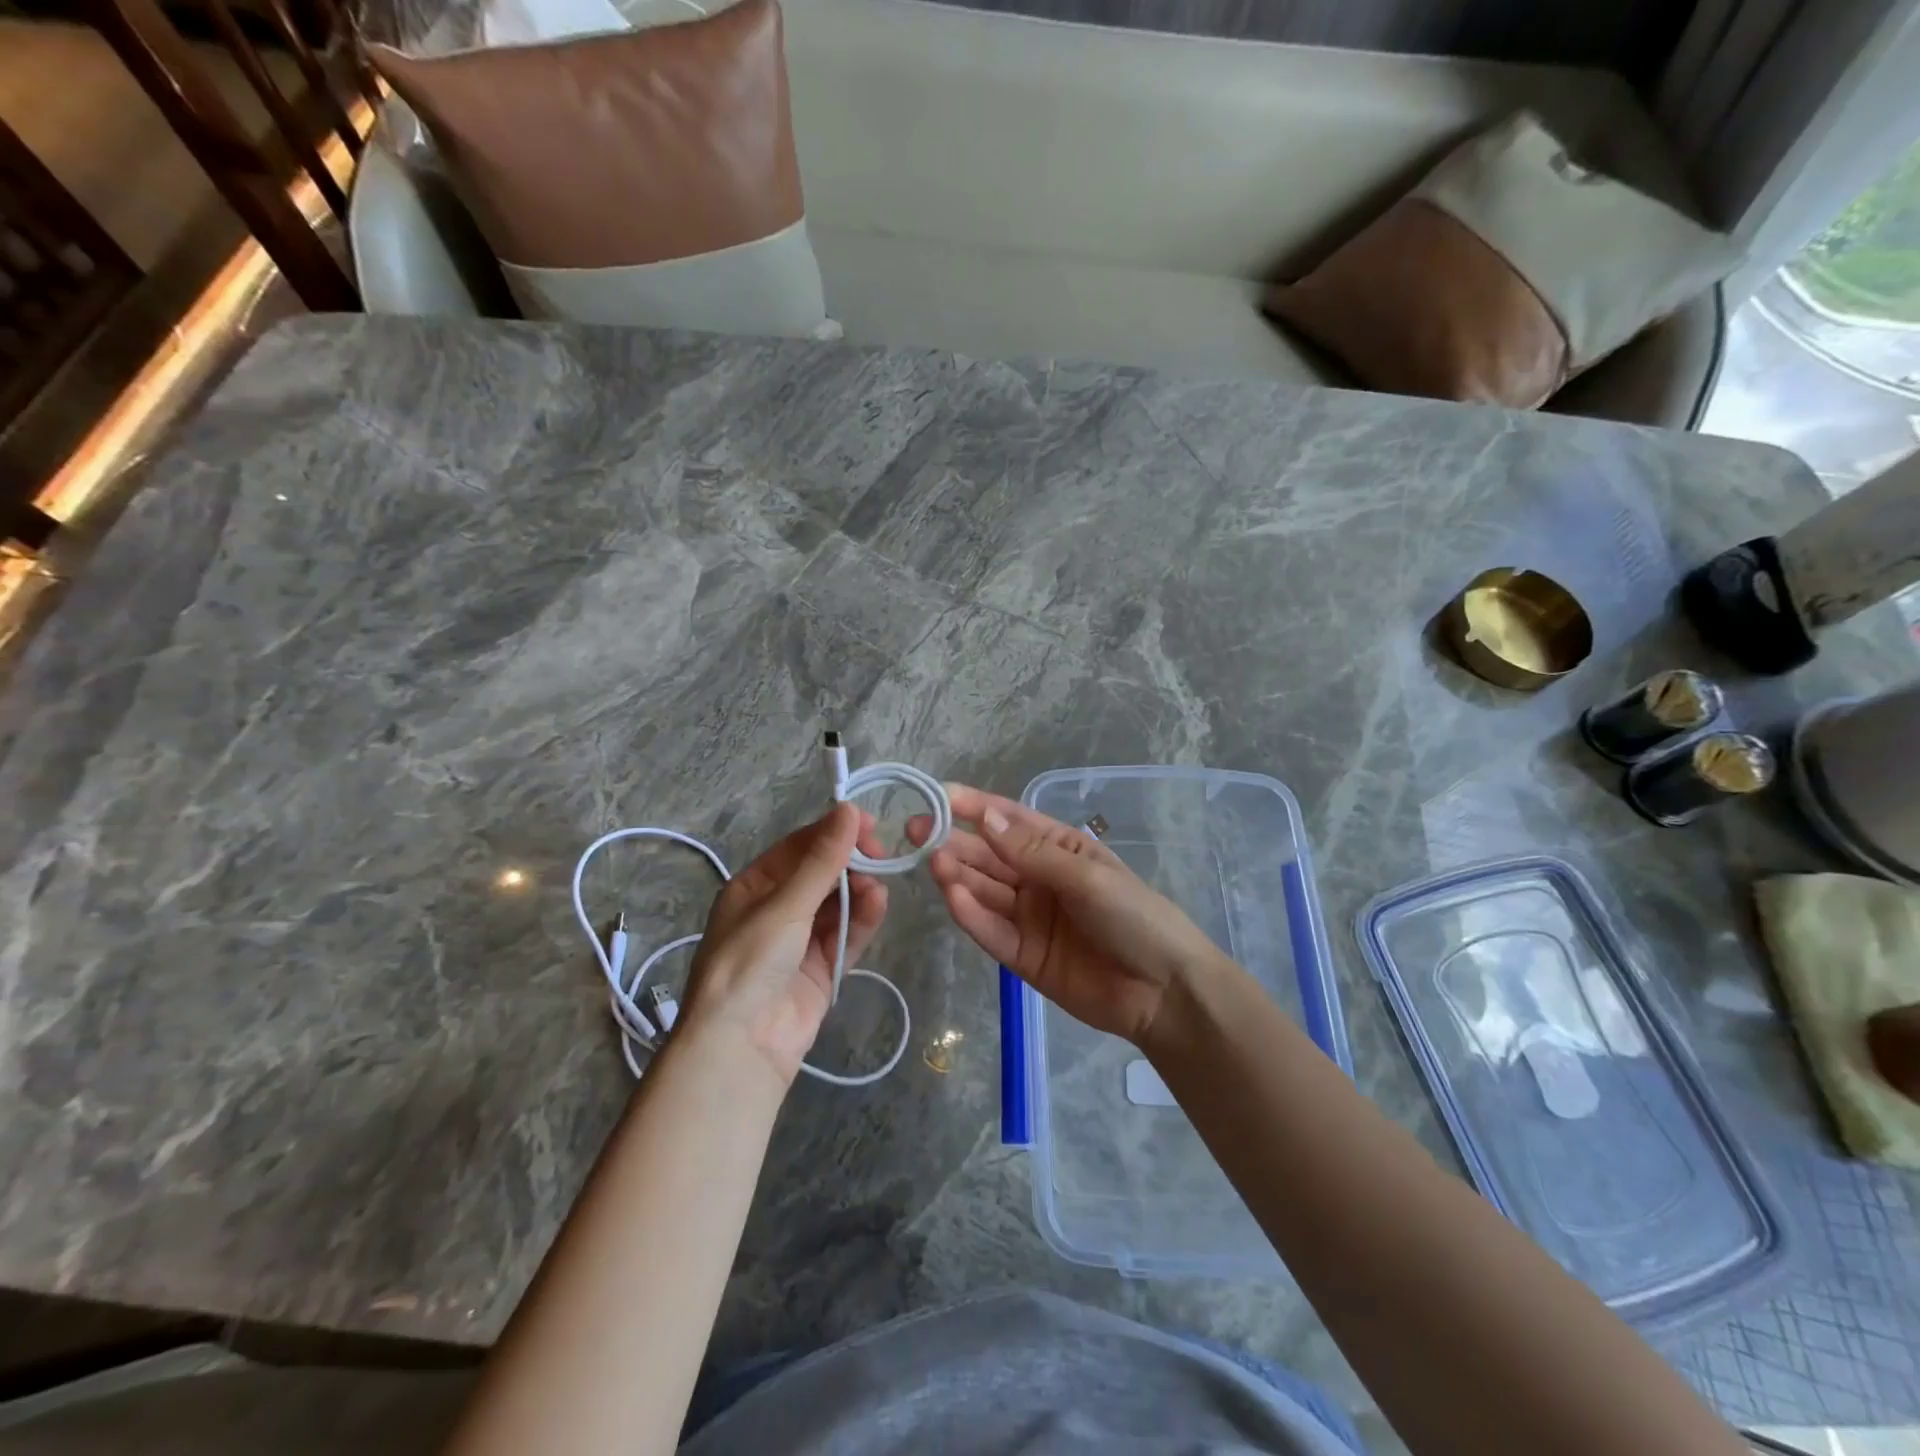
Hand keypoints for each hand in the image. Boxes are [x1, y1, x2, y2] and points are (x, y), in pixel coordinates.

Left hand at [679, 804, 887, 1086]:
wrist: (741, 1046)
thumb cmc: (750, 961)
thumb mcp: (784, 904)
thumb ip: (822, 860)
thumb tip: (850, 808)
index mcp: (754, 887)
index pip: (799, 848)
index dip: (833, 832)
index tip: (869, 825)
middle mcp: (776, 909)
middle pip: (822, 874)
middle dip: (850, 863)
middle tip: (879, 855)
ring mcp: (801, 941)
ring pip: (838, 904)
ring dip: (858, 891)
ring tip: (876, 886)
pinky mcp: (822, 968)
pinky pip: (846, 935)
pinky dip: (862, 918)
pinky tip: (878, 903)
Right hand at [907, 785, 1227, 1048]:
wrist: (1165, 992)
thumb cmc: (1135, 917)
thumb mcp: (1087, 877)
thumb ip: (1033, 853)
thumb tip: (985, 818)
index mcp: (1060, 849)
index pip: (1010, 821)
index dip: (975, 807)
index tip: (938, 796)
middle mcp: (1038, 879)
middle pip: (989, 856)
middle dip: (953, 841)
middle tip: (916, 831)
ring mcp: (1028, 918)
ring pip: (984, 891)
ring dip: (957, 875)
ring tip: (930, 861)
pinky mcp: (1022, 956)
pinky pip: (991, 931)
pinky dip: (970, 915)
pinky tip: (950, 897)